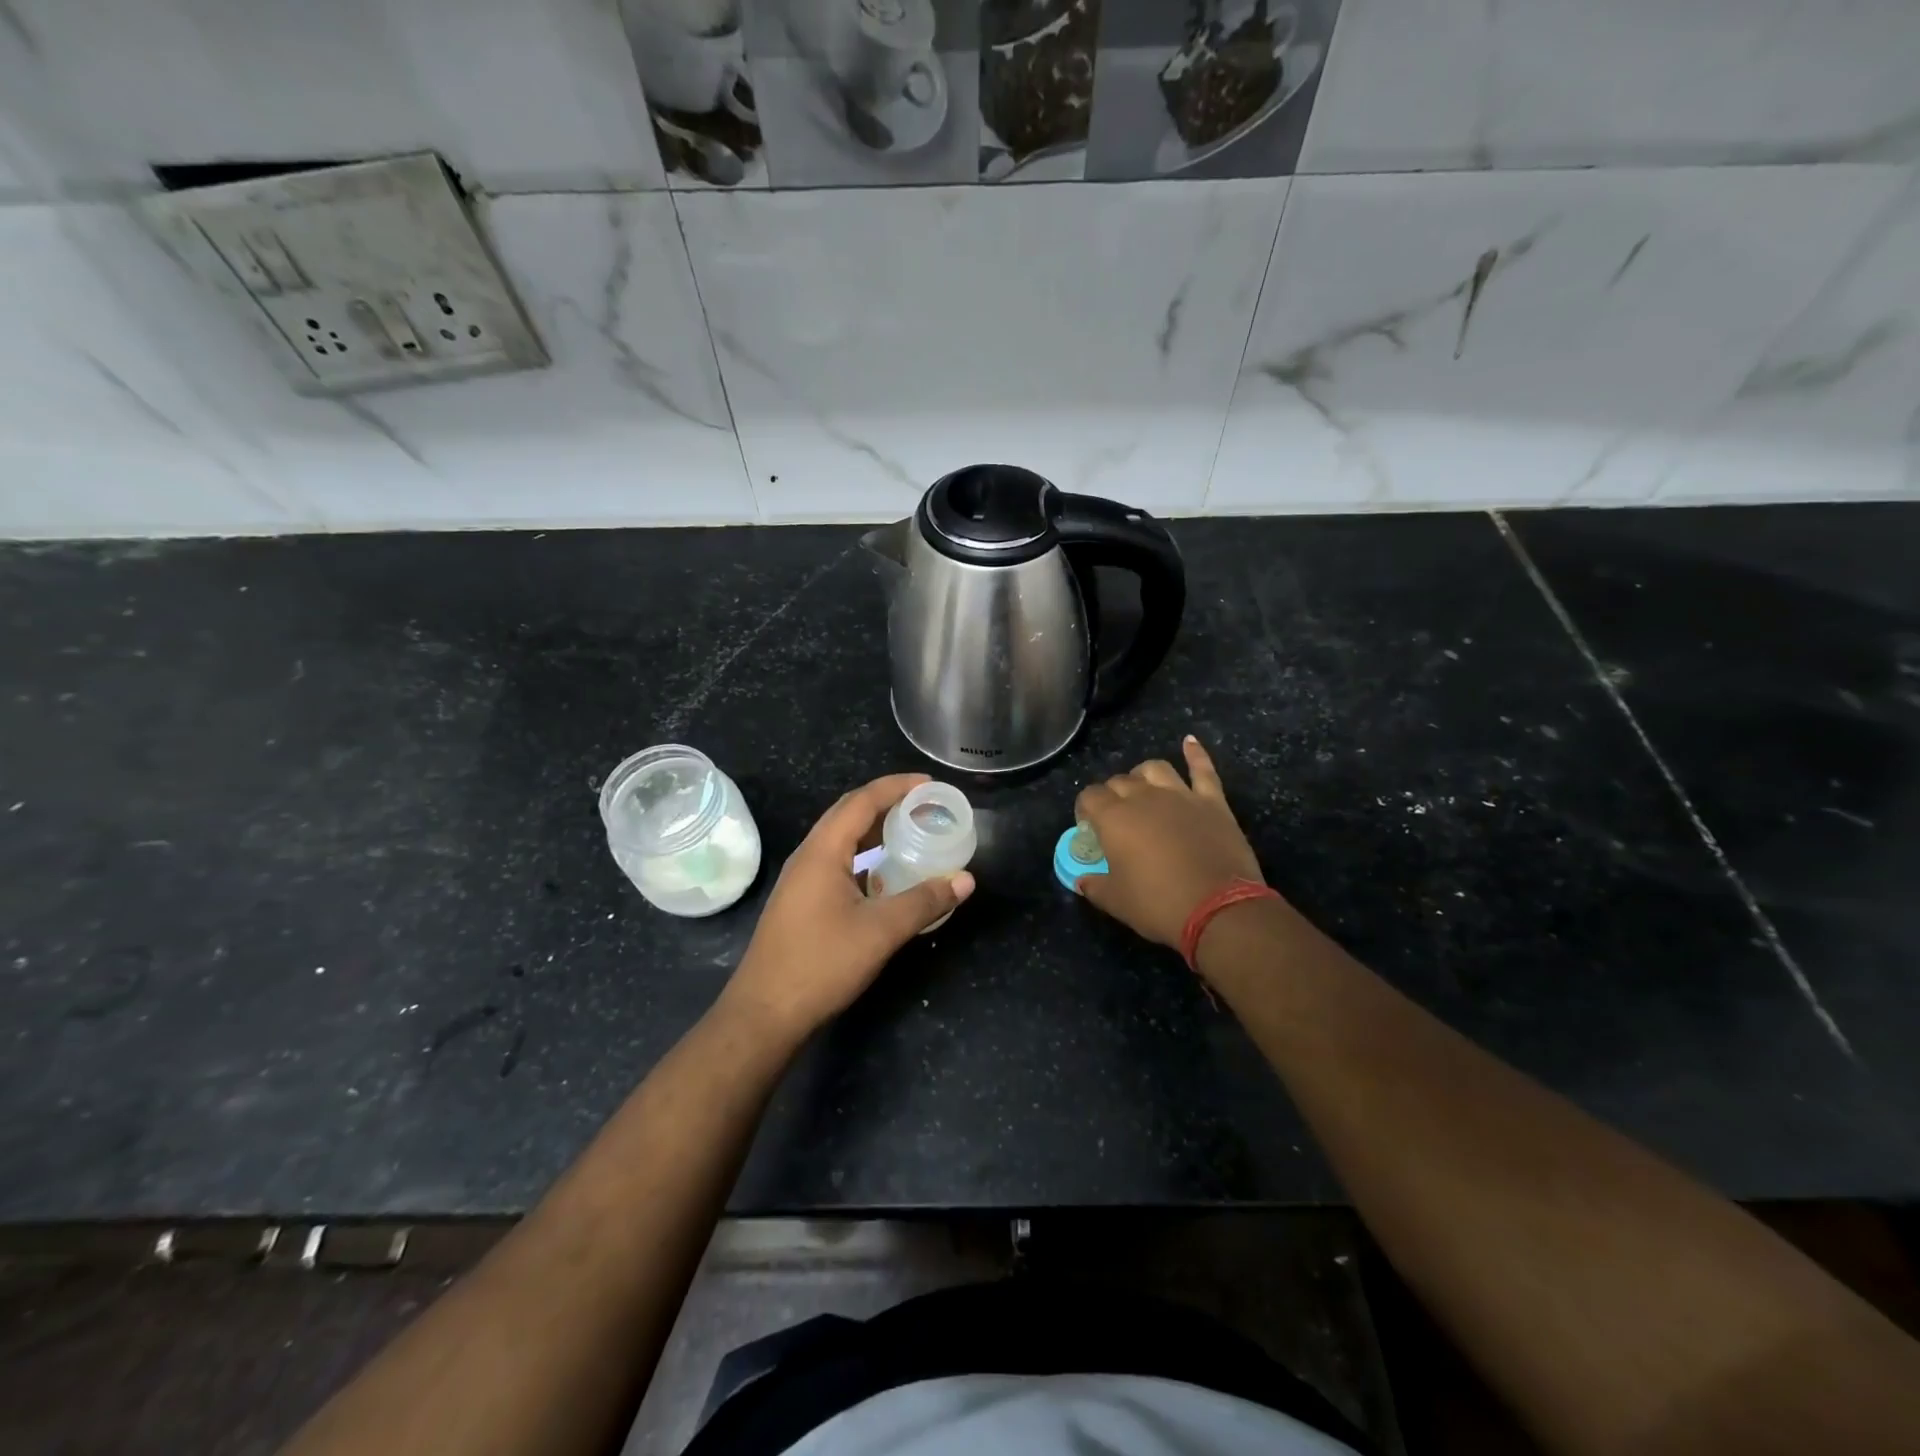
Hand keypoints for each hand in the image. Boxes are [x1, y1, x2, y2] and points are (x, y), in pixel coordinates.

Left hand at [722, 774, 974, 1042]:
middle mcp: (809, 856)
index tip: (929, 784)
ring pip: (842, 840)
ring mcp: (801, 879)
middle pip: (849, 814)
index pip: (862, 801)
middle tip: (925, 806)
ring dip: (875, 830)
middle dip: (887, 803)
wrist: (764, 1013)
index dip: (896, 787)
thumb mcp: (881, 931)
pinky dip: (865, 857)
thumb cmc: (821, 964)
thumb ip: (925, 901)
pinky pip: (837, 863)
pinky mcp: (802, 901)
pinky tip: (886, 876)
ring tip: (910, 833)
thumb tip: (965, 879)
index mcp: (823, 851)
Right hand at [1073, 736, 1265, 950]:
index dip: (1085, 809)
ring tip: (1143, 789)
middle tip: (1116, 818)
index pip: (1090, 797)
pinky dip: (1196, 754)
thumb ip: (1095, 886)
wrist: (1219, 909)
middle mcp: (1144, 797)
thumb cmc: (1159, 905)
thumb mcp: (1116, 902)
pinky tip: (1189, 742)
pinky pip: (1203, 770)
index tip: (1089, 826)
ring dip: (1143, 775)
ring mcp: (1181, 795)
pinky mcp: (1212, 802)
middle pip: (1120, 781)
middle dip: (1112, 795)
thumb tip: (1082, 881)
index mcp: (1114, 818)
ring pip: (1155, 769)